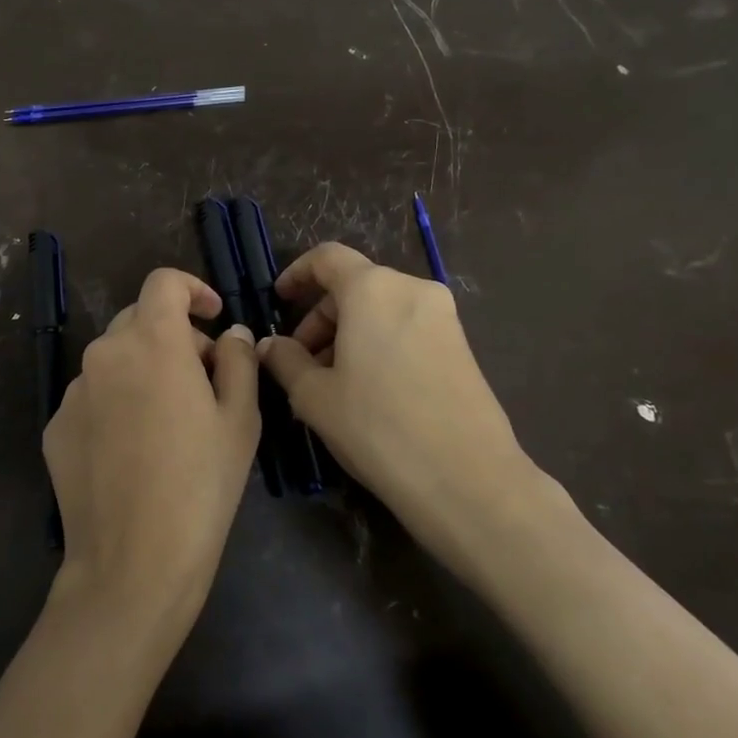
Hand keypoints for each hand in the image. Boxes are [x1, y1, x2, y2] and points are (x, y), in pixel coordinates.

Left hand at [44, 269, 259, 630]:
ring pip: (114, 360)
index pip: (164, 283)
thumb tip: (229, 334)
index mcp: (152, 341)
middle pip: (139, 320)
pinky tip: (133, 451)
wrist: (133, 562)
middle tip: (204, 379)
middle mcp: (104, 353)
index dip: (192, 289)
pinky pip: (92, 397)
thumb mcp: (240, 419)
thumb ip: (237, 361)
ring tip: (169, 423)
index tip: (213, 318)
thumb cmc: (201, 485)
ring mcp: (74, 391)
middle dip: (174, 336)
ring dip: (143, 370)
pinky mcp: (55, 426)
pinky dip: (116, 403)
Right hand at [257, 243, 562, 565]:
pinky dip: (378, 345)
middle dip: (320, 318)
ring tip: (330, 384)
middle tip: (300, 363)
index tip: (278, 302)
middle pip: (354, 286)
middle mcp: (412, 290)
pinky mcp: (461, 346)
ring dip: (348, 335)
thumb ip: (285, 360)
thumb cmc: (378, 427)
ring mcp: (443, 317)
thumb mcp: (314, 396)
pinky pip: (406, 329)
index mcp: (372, 289)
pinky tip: (367, 392)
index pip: (327, 257)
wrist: (468, 480)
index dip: (297, 274)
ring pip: (381, 310)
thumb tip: (269, 344)